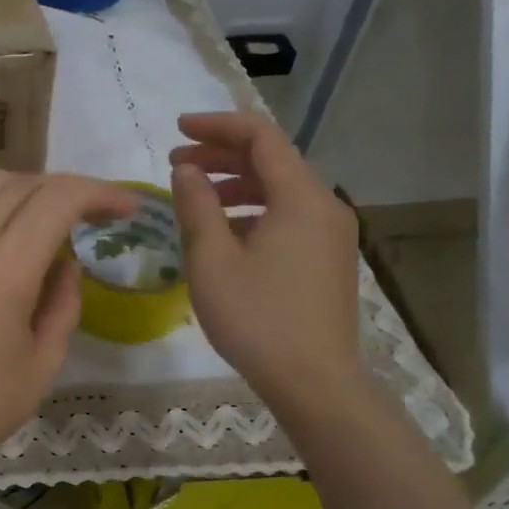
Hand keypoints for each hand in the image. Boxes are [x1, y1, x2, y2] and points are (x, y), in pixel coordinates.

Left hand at [0, 171, 140, 490]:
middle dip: (70, 189)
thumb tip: (66, 264)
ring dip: (30, 193)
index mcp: (3, 268)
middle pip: (24, 182)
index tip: (127, 209)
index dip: (101, 193)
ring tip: (53, 225)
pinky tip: (6, 249)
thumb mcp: (40, 365)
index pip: (59, 198)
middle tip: (96, 216)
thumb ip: (63, 305)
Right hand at [168, 111, 364, 403]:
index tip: (177, 130)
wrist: (314, 382)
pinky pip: (289, 216)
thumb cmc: (256, 317)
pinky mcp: (328, 259)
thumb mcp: (211, 259)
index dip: (217, 126)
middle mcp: (324, 206)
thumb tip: (187, 170)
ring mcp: (331, 234)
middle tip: (176, 163)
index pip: (260, 137)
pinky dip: (254, 210)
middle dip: (222, 155)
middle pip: (272, 160)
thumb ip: (196, 205)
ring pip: (281, 190)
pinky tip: (225, 232)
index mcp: (301, 197)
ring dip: (236, 184)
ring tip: (195, 196)